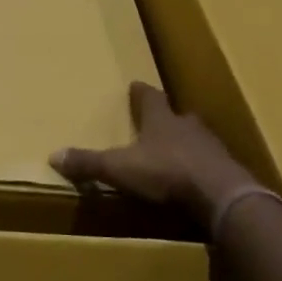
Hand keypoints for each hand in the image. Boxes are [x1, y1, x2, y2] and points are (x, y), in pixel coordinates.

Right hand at [50, 81, 255, 225]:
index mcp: (161, 120)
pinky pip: (212, 164)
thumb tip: (53, 155)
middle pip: (177, 115)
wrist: (221, 195)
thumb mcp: (119, 168)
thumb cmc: (166, 172)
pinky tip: (197, 179)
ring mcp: (212, 147)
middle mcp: (188, 126)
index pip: (149, 97)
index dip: (141, 93)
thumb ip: (89, 163)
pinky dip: (202, 168)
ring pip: (197, 138)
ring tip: (177, 151)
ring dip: (187, 142)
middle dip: (167, 117)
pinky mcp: (228, 171)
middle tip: (159, 120)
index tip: (136, 84)